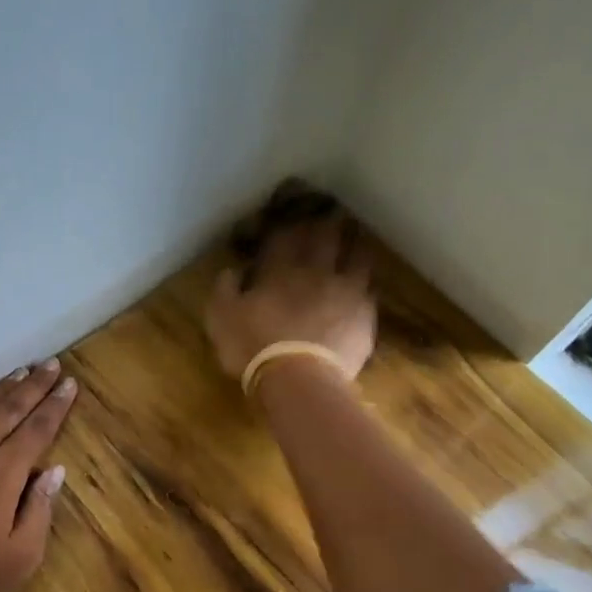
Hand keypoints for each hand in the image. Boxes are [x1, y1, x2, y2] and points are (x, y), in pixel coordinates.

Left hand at [0, 360, 78, 591]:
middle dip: (32, 386)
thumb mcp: (22, 557)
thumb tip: (53, 470)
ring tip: (17, 374)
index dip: (55, 405)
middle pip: (6, 410)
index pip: (36, 430)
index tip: (69, 384)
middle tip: (50, 364)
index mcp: (2, 474)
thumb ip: (39, 509)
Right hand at [206, 213, 374, 384]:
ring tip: (357, 240)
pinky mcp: (365, 317)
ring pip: (358, 257)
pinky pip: (370, 292)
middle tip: (332, 212)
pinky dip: (366, 286)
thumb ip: (224, 289)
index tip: (294, 212)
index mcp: (281, 269)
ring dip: (356, 245)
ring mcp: (347, 292)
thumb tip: (232, 270)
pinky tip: (366, 288)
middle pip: (327, 236)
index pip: (287, 235)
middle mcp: (317, 271)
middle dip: (328, 222)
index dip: (291, 221)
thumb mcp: (221, 318)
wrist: (298, 379)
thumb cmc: (253, 347)